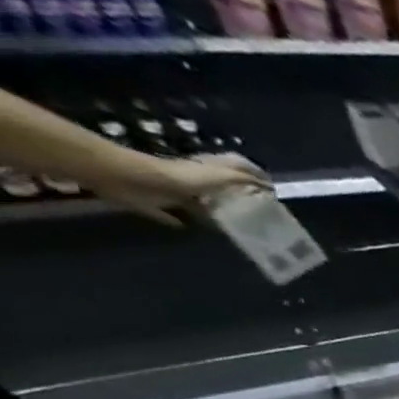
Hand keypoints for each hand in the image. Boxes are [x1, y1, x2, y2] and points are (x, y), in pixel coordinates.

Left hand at [91, 152, 268, 225]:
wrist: (128, 178)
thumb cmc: (176, 176)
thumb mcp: (217, 176)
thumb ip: (241, 180)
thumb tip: (267, 187)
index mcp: (206, 172)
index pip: (234, 169)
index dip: (252, 176)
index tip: (270, 191)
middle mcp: (190, 180)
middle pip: (215, 186)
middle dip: (232, 195)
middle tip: (253, 211)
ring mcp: (171, 192)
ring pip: (195, 202)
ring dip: (208, 210)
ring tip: (229, 224)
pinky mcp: (153, 204)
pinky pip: (168, 215)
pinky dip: (177, 221)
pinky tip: (187, 229)